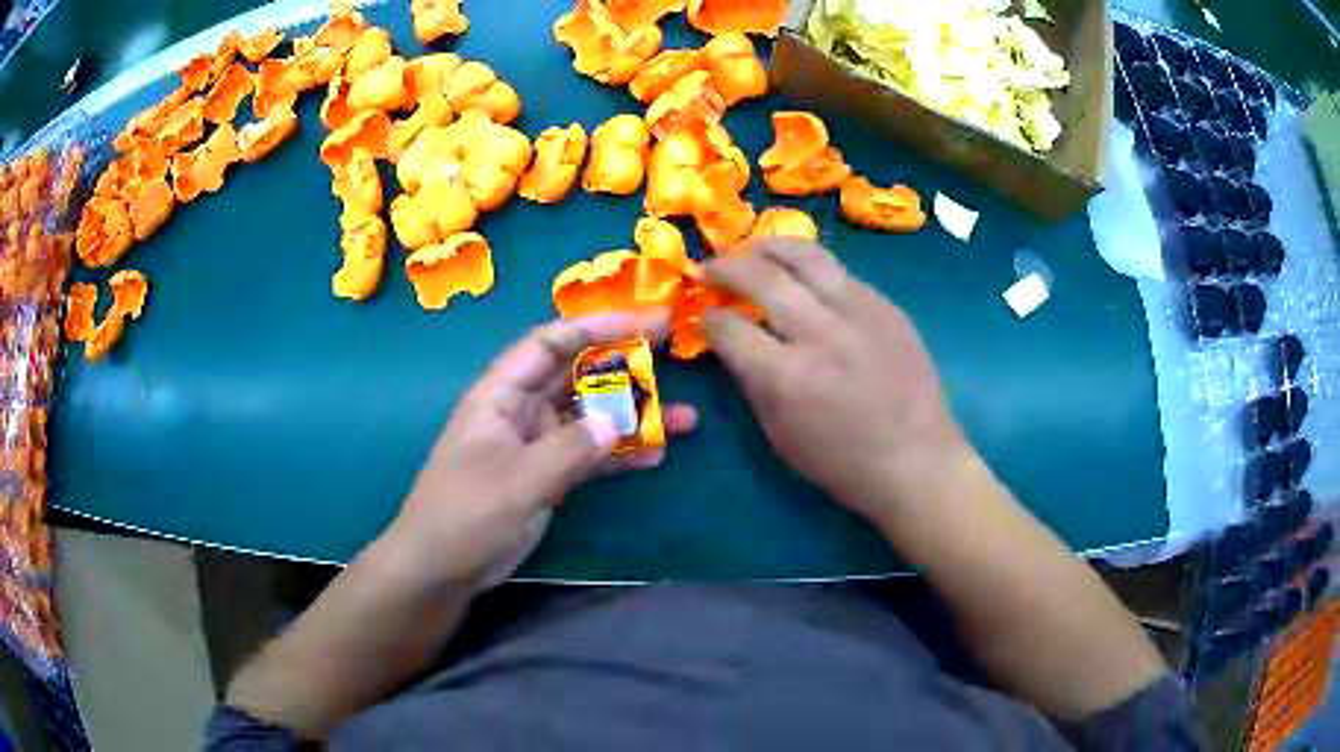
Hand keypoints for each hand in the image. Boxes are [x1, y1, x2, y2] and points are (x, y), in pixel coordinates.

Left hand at [383, 314, 697, 584]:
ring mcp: (536, 444)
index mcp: (501, 394)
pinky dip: (620, 454)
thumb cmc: (465, 513)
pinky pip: (590, 455)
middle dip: (624, 365)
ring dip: (633, 416)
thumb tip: (620, 421)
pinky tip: (656, 455)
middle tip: (673, 355)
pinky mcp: (547, 476)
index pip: (550, 343)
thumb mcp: (518, 479)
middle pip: (577, 375)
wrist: (440, 568)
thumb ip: (570, 449)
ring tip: (685, 419)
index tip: (645, 323)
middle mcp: (521, 410)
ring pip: (591, 417)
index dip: (597, 326)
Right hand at [702, 239, 972, 524]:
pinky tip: (802, 276)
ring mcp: (858, 312)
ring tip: (753, 250)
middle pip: (762, 277)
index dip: (708, 319)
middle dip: (726, 267)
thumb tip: (731, 344)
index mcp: (787, 377)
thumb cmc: (842, 462)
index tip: (705, 316)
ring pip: (806, 257)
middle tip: (711, 268)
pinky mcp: (885, 306)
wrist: (916, 460)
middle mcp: (820, 333)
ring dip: (769, 247)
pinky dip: (810, 268)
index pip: (729, 328)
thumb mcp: (780, 435)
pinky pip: (839, 273)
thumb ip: (751, 382)